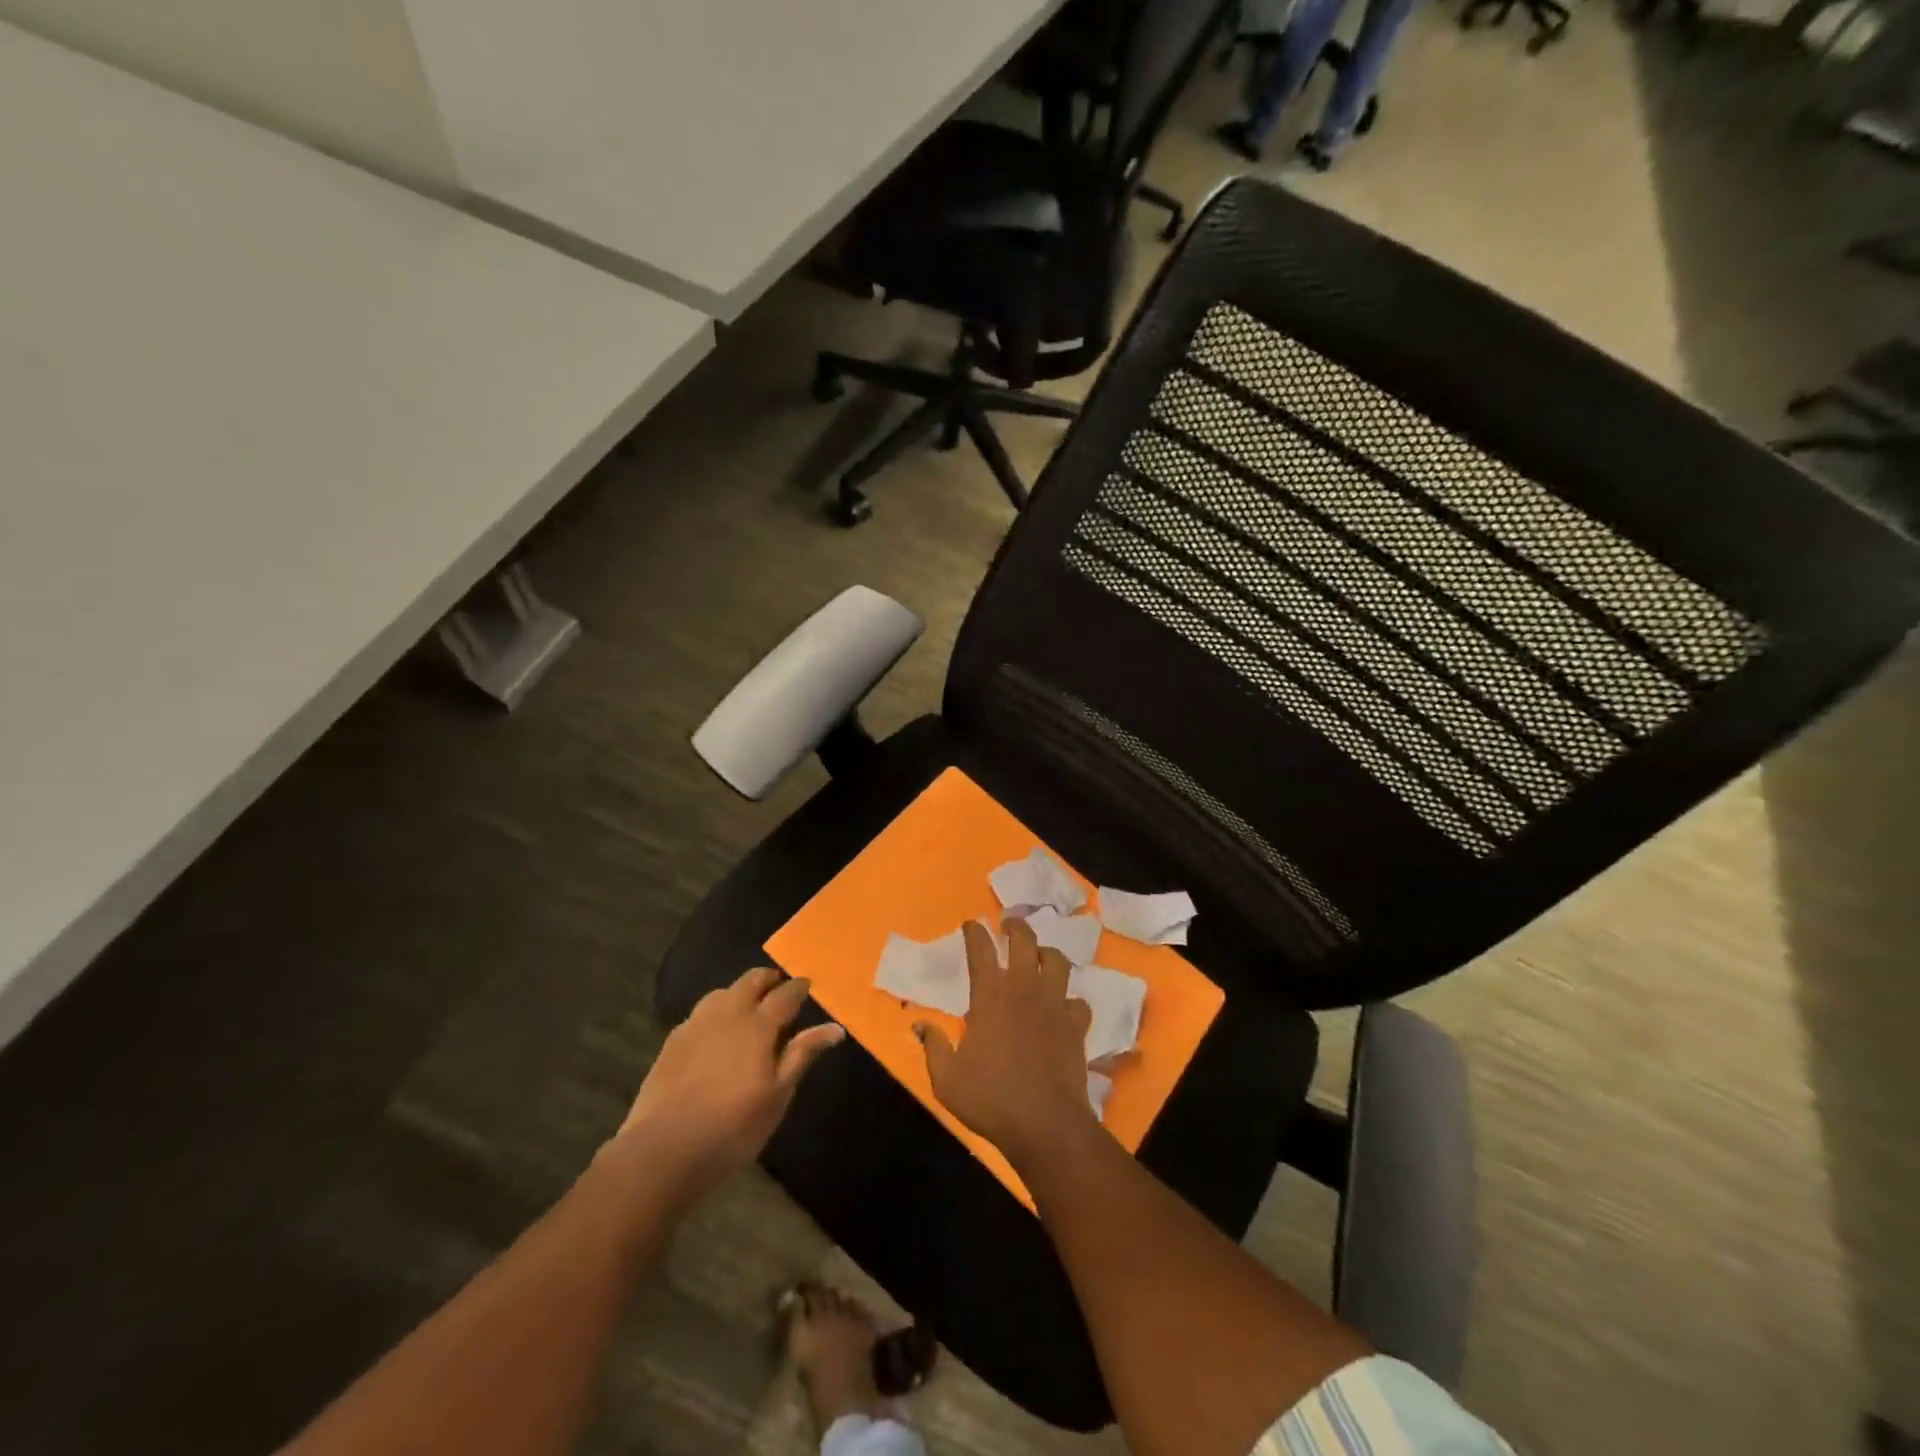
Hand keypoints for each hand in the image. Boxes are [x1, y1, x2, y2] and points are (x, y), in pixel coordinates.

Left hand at [615, 967, 843, 1194]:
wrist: (664, 1149)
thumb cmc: (733, 1126)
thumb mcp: (778, 1095)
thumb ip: (802, 1054)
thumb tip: (835, 1028)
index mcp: (758, 1024)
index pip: (785, 994)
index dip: (799, 987)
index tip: (807, 984)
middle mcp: (727, 1013)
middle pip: (750, 981)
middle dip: (768, 979)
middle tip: (778, 988)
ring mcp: (695, 1025)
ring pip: (721, 993)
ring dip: (739, 993)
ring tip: (747, 1008)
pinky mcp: (672, 1042)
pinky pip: (699, 1014)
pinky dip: (715, 1013)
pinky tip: (714, 1034)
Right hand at [915, 919, 1097, 1170]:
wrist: (1045, 1124)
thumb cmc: (990, 1099)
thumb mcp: (947, 1078)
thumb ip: (933, 1046)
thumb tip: (920, 1024)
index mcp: (990, 996)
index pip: (980, 951)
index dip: (975, 933)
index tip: (971, 924)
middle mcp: (1024, 990)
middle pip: (1024, 941)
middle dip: (1015, 927)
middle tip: (1009, 924)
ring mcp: (1054, 1005)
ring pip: (1057, 962)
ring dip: (1047, 953)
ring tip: (1041, 956)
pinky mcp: (1076, 1026)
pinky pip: (1078, 1001)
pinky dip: (1071, 1000)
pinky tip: (1064, 1007)